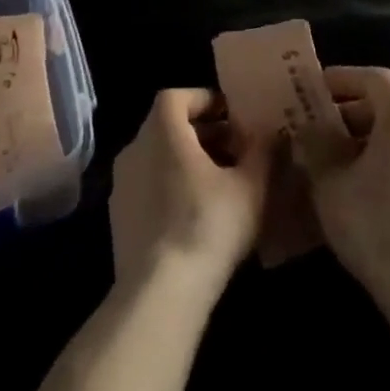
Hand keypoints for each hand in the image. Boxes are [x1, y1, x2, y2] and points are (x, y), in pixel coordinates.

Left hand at [108, 89, 271, 299]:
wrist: (159, 294)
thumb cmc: (207, 225)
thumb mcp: (251, 186)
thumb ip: (262, 151)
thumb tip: (270, 132)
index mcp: (162, 130)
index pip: (177, 96)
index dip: (205, 100)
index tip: (232, 118)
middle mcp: (134, 148)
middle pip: (168, 127)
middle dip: (203, 134)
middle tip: (236, 152)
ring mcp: (121, 185)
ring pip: (158, 158)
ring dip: (188, 163)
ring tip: (222, 186)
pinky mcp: (119, 219)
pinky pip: (148, 188)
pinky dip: (172, 189)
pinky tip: (197, 217)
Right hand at [296, 66, 389, 301]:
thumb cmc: (375, 221)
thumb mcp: (329, 180)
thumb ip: (315, 145)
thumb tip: (307, 131)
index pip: (372, 78)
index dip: (340, 79)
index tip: (313, 89)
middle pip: (389, 105)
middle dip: (351, 113)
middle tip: (319, 128)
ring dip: (370, 139)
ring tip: (338, 160)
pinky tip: (366, 188)